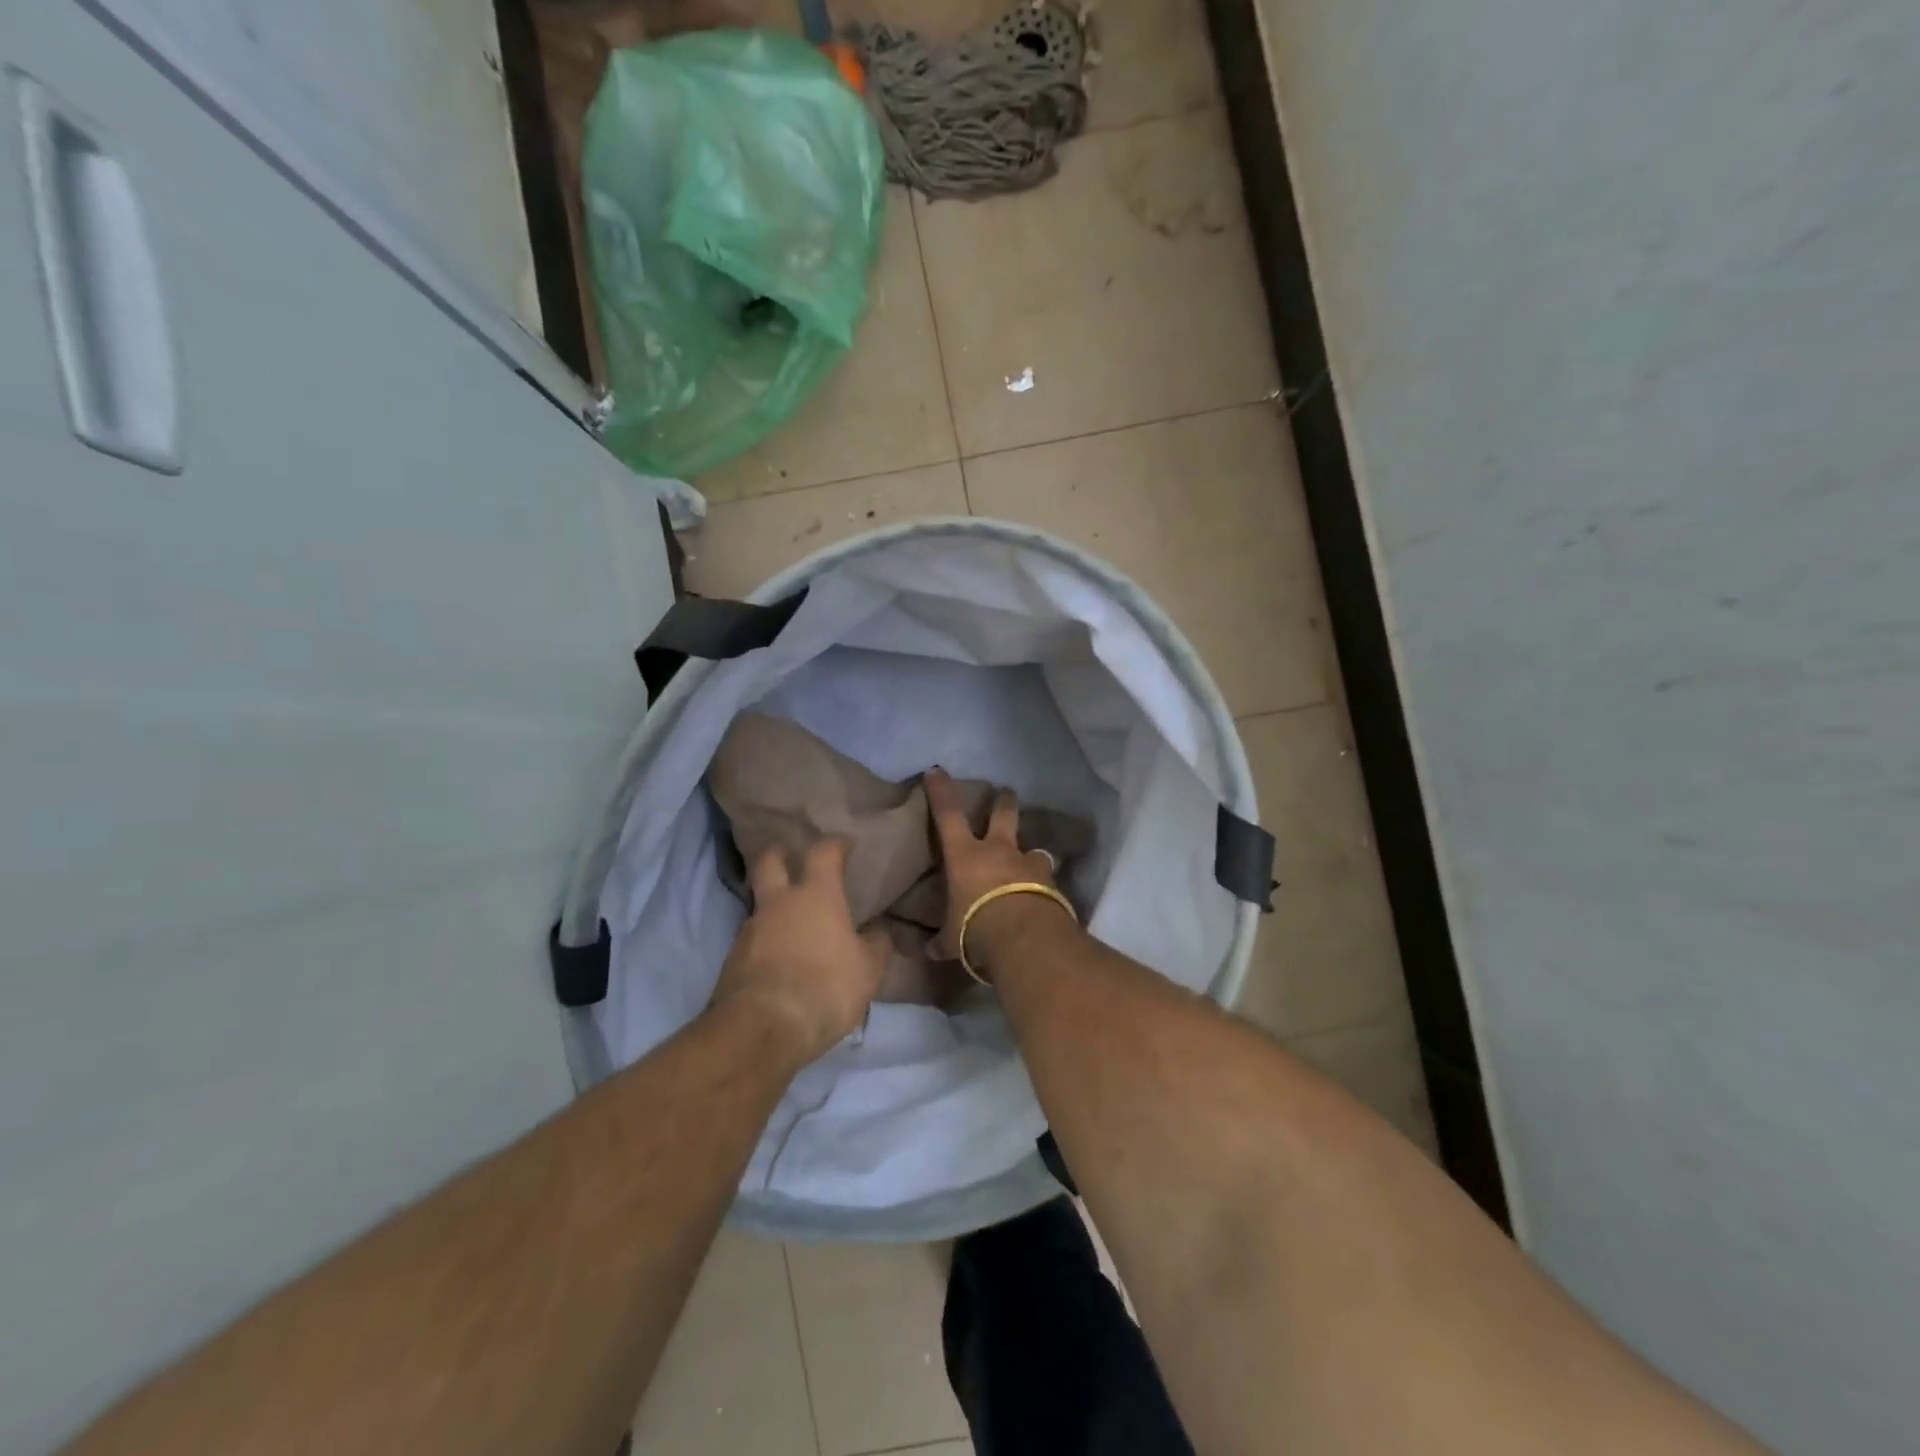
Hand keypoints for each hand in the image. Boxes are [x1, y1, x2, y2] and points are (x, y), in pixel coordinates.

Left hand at [710, 839, 886, 1066]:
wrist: (762, 1028)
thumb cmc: (825, 988)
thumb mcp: (868, 970)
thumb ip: (876, 945)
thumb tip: (879, 932)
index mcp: (816, 895)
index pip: (823, 852)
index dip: (834, 844)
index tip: (844, 845)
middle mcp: (779, 903)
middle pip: (770, 862)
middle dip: (779, 854)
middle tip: (790, 858)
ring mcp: (750, 930)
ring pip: (760, 905)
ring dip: (774, 908)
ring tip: (793, 927)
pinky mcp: (732, 960)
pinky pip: (753, 941)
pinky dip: (766, 944)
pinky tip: (780, 963)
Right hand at [925, 768, 1071, 975]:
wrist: (1024, 938)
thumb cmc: (975, 928)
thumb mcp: (951, 939)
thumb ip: (942, 940)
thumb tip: (929, 950)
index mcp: (966, 856)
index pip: (948, 815)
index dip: (941, 792)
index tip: (937, 771)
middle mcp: (999, 851)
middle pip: (1004, 815)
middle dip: (1004, 802)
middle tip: (1006, 793)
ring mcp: (1029, 865)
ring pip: (1033, 850)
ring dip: (1031, 855)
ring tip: (1031, 864)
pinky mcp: (1052, 884)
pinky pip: (1046, 880)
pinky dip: (1043, 887)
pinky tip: (1043, 899)